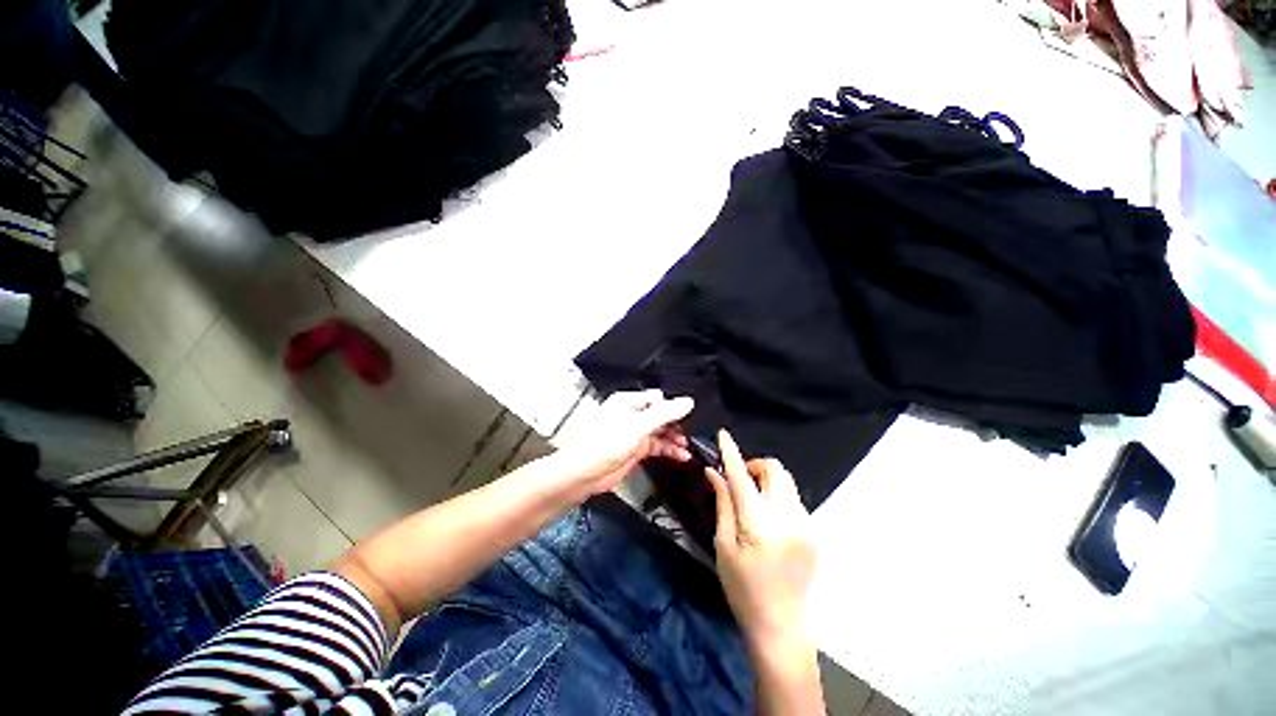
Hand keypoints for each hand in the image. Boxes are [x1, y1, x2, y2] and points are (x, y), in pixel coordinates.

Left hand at [552, 390, 693, 494]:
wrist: (583, 474)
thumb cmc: (601, 445)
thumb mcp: (637, 426)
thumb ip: (664, 414)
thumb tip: (686, 402)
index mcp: (628, 402)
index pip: (657, 398)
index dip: (674, 405)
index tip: (690, 413)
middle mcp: (631, 415)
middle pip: (660, 415)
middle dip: (677, 424)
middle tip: (693, 431)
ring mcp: (633, 433)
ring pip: (660, 432)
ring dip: (675, 439)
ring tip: (688, 446)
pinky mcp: (635, 450)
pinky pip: (657, 447)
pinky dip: (669, 450)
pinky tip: (681, 456)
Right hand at [707, 430, 816, 655]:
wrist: (782, 628)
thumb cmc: (742, 589)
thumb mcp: (724, 546)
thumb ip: (723, 503)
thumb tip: (714, 472)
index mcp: (759, 523)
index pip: (742, 476)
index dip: (731, 452)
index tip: (724, 434)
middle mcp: (788, 517)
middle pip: (775, 470)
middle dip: (755, 466)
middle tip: (739, 480)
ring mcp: (806, 524)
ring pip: (786, 482)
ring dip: (766, 481)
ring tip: (752, 501)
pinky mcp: (813, 532)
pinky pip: (793, 499)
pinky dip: (777, 497)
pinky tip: (768, 520)